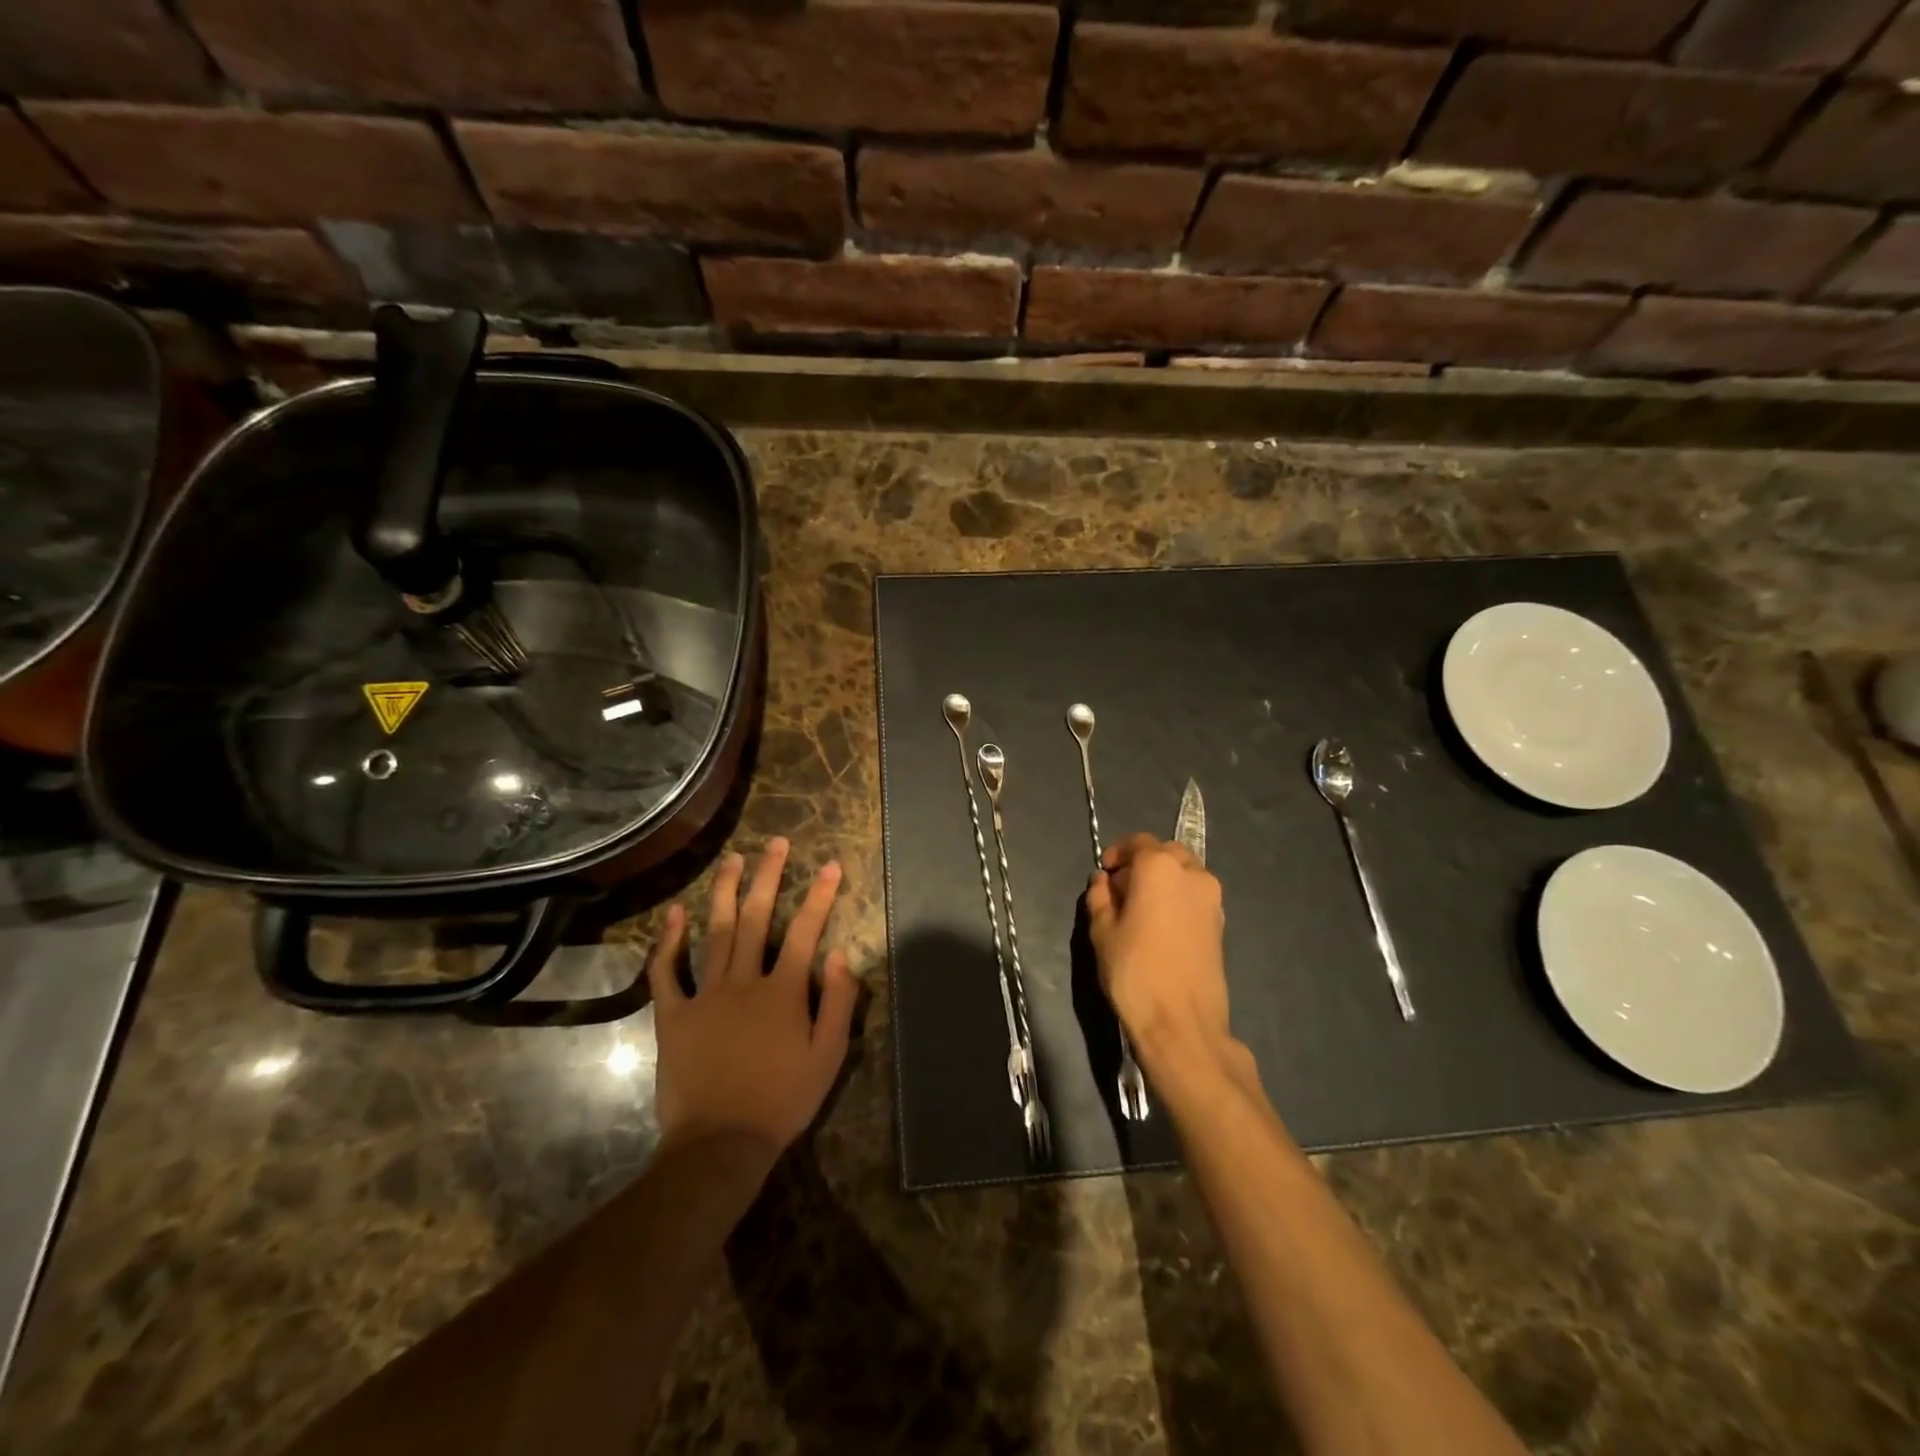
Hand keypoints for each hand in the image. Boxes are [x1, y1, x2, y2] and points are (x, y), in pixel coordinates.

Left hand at [647, 838, 856, 1162]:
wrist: (719, 1144)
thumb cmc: (782, 1101)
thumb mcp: (827, 1057)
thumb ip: (838, 1003)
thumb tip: (839, 955)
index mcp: (783, 991)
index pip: (806, 930)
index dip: (820, 895)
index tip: (831, 865)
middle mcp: (744, 981)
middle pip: (756, 917)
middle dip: (769, 876)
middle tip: (775, 843)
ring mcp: (705, 995)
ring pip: (714, 932)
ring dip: (724, 892)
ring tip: (732, 860)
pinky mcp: (674, 1015)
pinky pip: (667, 972)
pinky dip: (668, 941)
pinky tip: (673, 913)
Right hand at [1085, 833, 1243, 1084]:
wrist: (1182, 1023)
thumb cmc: (1134, 971)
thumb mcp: (1102, 931)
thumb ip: (1100, 897)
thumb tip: (1104, 881)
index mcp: (1159, 867)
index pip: (1137, 842)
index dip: (1117, 854)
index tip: (1105, 874)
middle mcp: (1192, 873)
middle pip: (1165, 853)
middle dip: (1143, 864)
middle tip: (1121, 890)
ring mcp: (1212, 898)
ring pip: (1184, 873)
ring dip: (1163, 880)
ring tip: (1142, 910)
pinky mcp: (1221, 923)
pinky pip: (1195, 896)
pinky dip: (1178, 898)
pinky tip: (1161, 926)